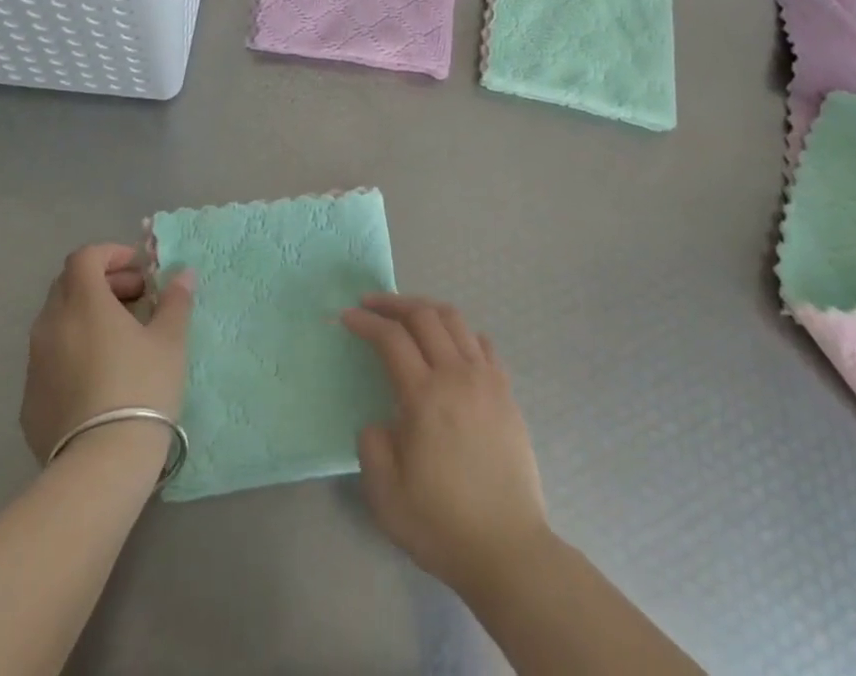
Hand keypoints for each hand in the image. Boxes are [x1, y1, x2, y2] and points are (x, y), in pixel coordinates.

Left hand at [19, 244, 194, 464]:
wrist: (101, 465)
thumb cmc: (142, 388)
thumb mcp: (170, 340)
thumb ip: (175, 301)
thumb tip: (183, 274)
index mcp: (83, 302)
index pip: (85, 257)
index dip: (112, 255)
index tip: (140, 272)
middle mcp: (51, 324)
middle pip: (68, 284)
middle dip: (102, 282)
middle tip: (135, 299)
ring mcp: (35, 364)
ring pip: (57, 322)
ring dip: (86, 316)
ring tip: (119, 338)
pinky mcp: (29, 400)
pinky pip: (50, 359)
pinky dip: (73, 351)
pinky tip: (98, 377)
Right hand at [342, 294, 551, 595]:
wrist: (508, 551)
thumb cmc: (442, 525)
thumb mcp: (386, 495)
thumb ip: (372, 446)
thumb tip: (381, 422)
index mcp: (425, 396)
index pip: (391, 338)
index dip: (366, 322)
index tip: (346, 317)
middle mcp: (457, 375)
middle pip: (424, 316)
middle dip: (393, 303)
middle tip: (370, 304)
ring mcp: (487, 380)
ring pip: (455, 320)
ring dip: (426, 309)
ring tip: (407, 315)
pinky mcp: (506, 393)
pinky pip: (482, 344)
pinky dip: (461, 332)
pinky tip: (450, 344)